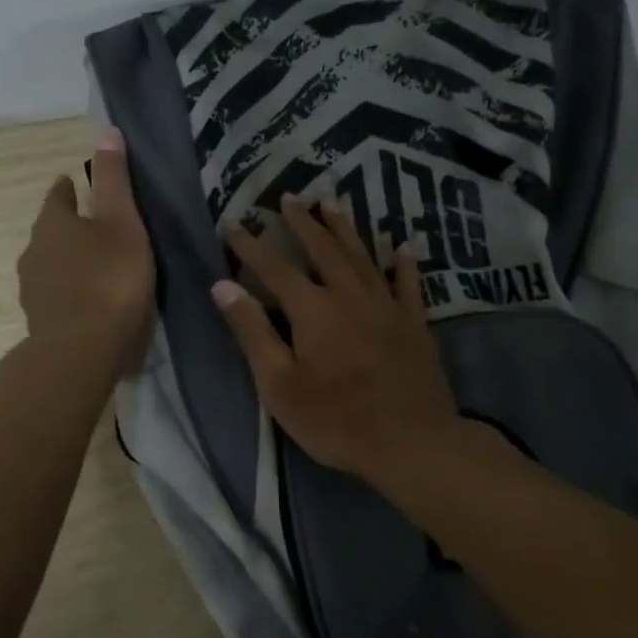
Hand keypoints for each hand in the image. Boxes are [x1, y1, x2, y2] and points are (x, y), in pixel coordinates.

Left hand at [17, 126, 153, 379]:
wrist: (82, 349)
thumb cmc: (109, 278)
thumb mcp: (122, 222)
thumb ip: (114, 179)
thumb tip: (105, 129)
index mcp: (53, 223)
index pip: (57, 196)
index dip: (69, 189)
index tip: (78, 185)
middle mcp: (34, 251)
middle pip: (50, 231)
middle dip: (68, 227)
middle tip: (95, 228)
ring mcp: (32, 288)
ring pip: (50, 264)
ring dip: (68, 262)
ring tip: (94, 267)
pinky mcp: (39, 320)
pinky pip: (55, 295)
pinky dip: (69, 292)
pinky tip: (87, 302)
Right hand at [214, 197, 459, 483]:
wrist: (411, 442)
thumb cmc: (335, 419)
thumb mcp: (279, 384)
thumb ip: (252, 332)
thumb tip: (222, 286)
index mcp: (313, 310)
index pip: (274, 268)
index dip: (250, 244)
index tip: (231, 222)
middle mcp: (349, 296)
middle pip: (323, 249)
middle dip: (303, 222)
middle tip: (290, 196)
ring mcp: (386, 307)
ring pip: (363, 256)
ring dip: (346, 228)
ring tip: (333, 202)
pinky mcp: (414, 324)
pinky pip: (408, 284)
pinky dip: (404, 263)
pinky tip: (404, 246)